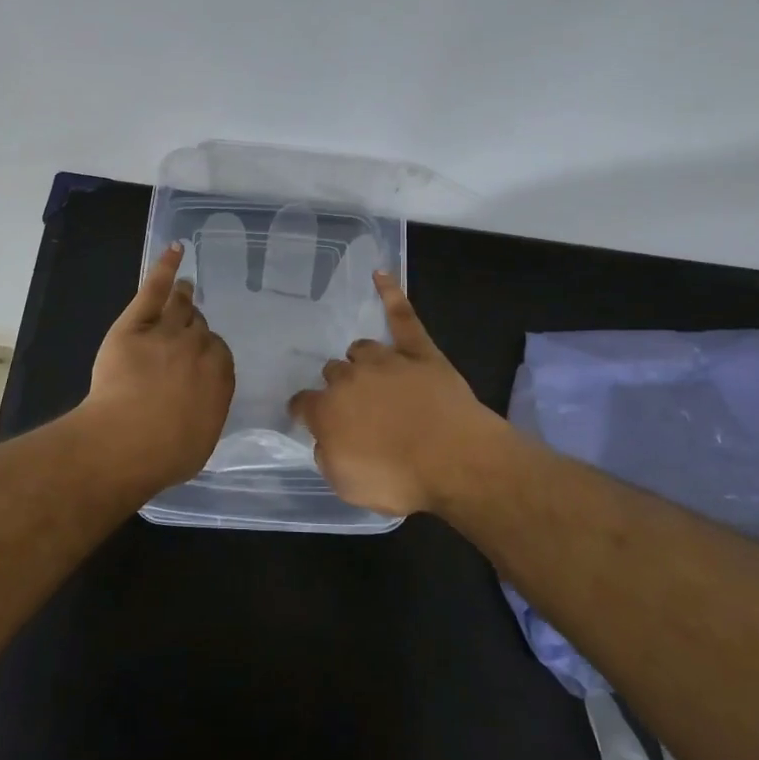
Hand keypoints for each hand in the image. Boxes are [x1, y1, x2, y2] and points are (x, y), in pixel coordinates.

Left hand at [83, 243, 234, 487]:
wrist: (125, 443)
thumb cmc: (166, 454)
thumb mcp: (201, 440)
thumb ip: (207, 411)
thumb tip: (202, 403)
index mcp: (220, 375)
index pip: (218, 351)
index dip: (206, 352)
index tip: (198, 358)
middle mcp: (198, 347)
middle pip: (199, 327)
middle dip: (194, 328)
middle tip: (186, 331)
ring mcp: (166, 332)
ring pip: (180, 307)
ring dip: (183, 297)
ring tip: (184, 289)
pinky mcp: (135, 324)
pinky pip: (154, 290)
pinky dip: (166, 268)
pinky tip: (175, 251)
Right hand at [289, 272, 506, 515]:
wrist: (456, 460)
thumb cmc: (399, 478)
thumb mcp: (348, 485)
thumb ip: (328, 456)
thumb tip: (326, 439)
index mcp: (327, 410)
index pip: (303, 403)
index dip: (304, 411)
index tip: (308, 418)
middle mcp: (350, 378)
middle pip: (334, 373)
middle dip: (339, 388)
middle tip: (357, 409)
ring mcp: (386, 360)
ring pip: (361, 348)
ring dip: (362, 361)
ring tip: (372, 375)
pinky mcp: (419, 351)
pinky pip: (402, 316)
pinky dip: (391, 294)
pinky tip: (381, 274)